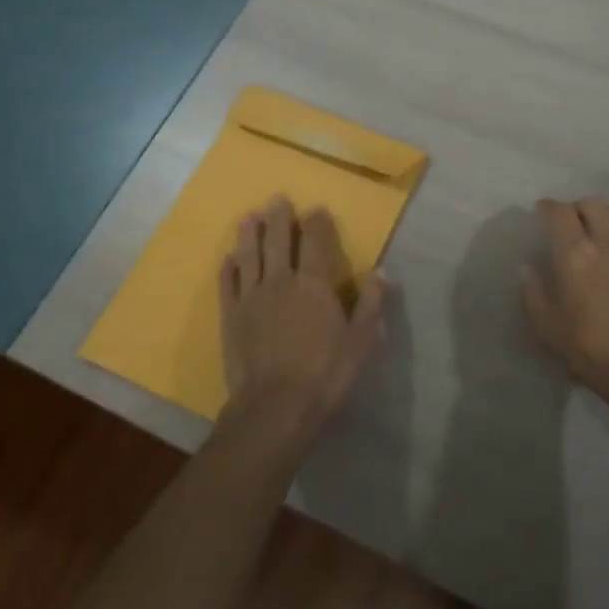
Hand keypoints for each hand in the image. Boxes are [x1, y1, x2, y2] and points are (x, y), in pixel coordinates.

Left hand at [219, 196, 388, 445]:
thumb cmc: (325, 374)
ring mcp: (251, 299)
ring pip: (249, 257)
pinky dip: (228, 269)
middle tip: (277, 199)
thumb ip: (371, 303)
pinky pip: (228, 286)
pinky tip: (228, 259)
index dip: (316, 223)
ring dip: (249, 235)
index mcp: (314, 284)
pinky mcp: (231, 319)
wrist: (274, 409)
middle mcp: (280, 282)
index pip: (315, 242)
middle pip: (278, 241)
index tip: (316, 208)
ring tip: (248, 217)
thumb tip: (380, 271)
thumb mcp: (362, 341)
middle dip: (279, 219)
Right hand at [523, 198, 608, 417]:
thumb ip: (534, 294)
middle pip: (593, 204)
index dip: (548, 207)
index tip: (541, 211)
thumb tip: (528, 268)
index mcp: (574, 254)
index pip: (559, 212)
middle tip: (573, 221)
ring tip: (606, 226)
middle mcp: (607, 241)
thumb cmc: (592, 351)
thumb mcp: (548, 329)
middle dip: (578, 207)